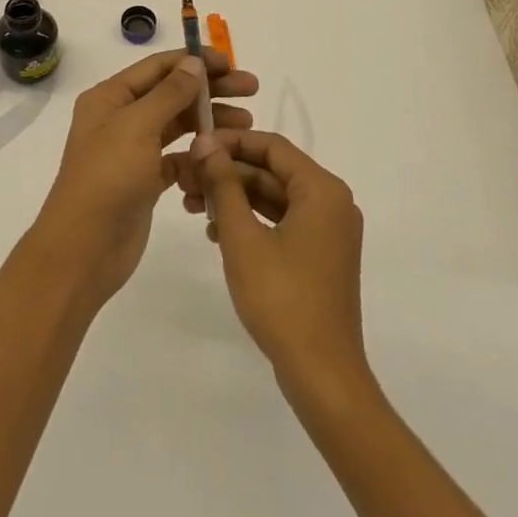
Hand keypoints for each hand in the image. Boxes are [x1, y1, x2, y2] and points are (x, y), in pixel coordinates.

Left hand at [32, 49, 257, 308]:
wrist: (84, 249)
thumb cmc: (107, 178)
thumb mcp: (137, 127)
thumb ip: (169, 94)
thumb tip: (194, 63)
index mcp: (110, 98)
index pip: (158, 67)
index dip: (195, 61)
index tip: (232, 64)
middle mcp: (121, 118)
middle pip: (172, 94)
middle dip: (210, 89)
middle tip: (251, 88)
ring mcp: (134, 150)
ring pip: (178, 126)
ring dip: (210, 121)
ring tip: (246, 123)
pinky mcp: (146, 180)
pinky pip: (178, 158)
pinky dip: (199, 156)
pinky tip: (221, 160)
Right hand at [181, 132, 369, 396]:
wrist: (322, 374)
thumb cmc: (282, 299)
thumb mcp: (243, 237)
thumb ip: (224, 185)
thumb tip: (205, 143)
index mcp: (322, 190)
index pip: (272, 146)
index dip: (231, 142)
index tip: (194, 146)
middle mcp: (332, 202)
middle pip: (272, 171)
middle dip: (228, 173)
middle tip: (185, 180)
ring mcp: (328, 231)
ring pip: (274, 198)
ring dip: (234, 197)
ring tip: (192, 206)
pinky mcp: (320, 255)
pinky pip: (282, 222)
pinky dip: (251, 221)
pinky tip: (216, 233)